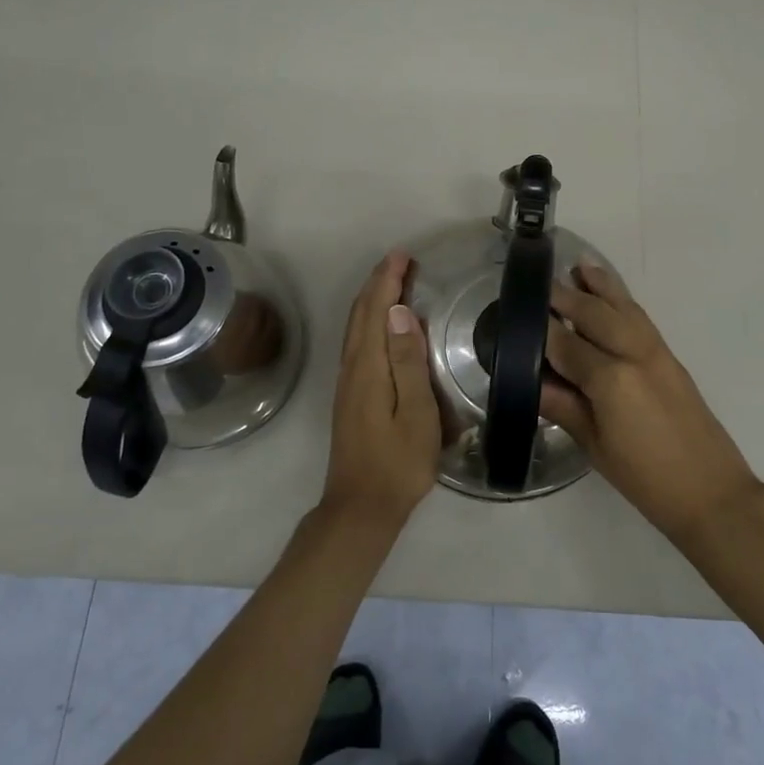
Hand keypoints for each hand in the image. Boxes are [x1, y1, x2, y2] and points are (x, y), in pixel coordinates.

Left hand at [322, 251, 441, 527]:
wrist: (361, 508)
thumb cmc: (398, 463)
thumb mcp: (416, 414)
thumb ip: (407, 362)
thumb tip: (399, 312)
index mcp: (368, 368)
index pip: (375, 311)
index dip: (387, 280)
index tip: (404, 255)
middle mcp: (352, 367)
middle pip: (360, 314)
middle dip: (378, 282)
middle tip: (401, 260)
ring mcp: (347, 381)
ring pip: (356, 327)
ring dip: (372, 298)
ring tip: (393, 280)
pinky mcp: (350, 394)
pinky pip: (357, 341)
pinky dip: (369, 319)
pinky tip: (382, 324)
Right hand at [541, 260, 760, 540]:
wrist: (712, 493)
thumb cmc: (646, 480)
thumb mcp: (596, 447)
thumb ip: (564, 407)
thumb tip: (531, 382)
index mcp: (611, 380)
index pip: (566, 345)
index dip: (542, 329)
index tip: (519, 313)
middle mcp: (634, 354)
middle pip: (595, 314)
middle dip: (567, 297)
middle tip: (541, 284)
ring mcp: (656, 352)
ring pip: (623, 308)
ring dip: (600, 286)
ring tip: (579, 267)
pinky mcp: (671, 357)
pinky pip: (641, 318)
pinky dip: (623, 301)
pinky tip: (612, 297)